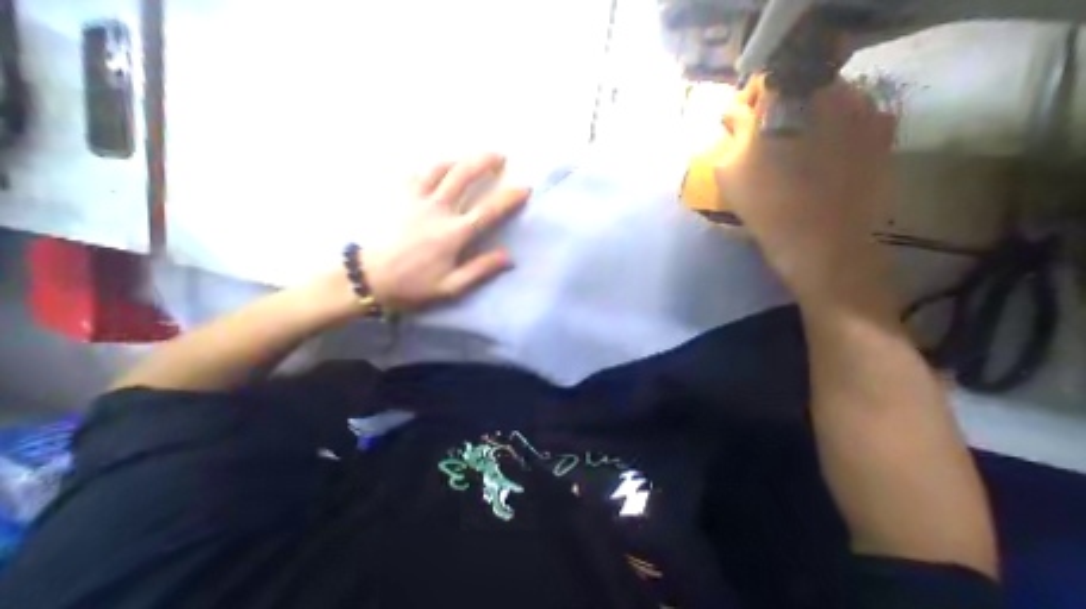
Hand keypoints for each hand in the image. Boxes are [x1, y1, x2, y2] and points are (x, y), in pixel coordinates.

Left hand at [359, 153, 529, 314]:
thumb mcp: (451, 286)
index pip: (489, 210)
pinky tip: (437, 167)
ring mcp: (415, 199)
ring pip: (440, 167)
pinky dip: (431, 166)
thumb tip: (508, 257)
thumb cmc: (412, 284)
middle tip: (500, 156)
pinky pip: (416, 172)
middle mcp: (438, 209)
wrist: (368, 277)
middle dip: (485, 160)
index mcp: (454, 233)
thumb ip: (480, 269)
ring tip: (471, 157)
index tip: (525, 188)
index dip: (510, 197)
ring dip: (460, 158)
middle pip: (464, 174)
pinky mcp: (398, 196)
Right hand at [709, 78, 895, 301]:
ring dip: (806, 119)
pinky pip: (851, 118)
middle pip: (799, 87)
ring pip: (827, 101)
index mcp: (786, 102)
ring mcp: (864, 109)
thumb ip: (731, 134)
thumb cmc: (763, 206)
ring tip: (793, 155)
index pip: (766, 79)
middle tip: (765, 142)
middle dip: (779, 109)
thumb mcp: (729, 172)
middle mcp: (830, 93)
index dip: (751, 100)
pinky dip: (832, 131)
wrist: (818, 241)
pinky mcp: (883, 131)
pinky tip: (819, 161)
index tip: (742, 123)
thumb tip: (735, 114)